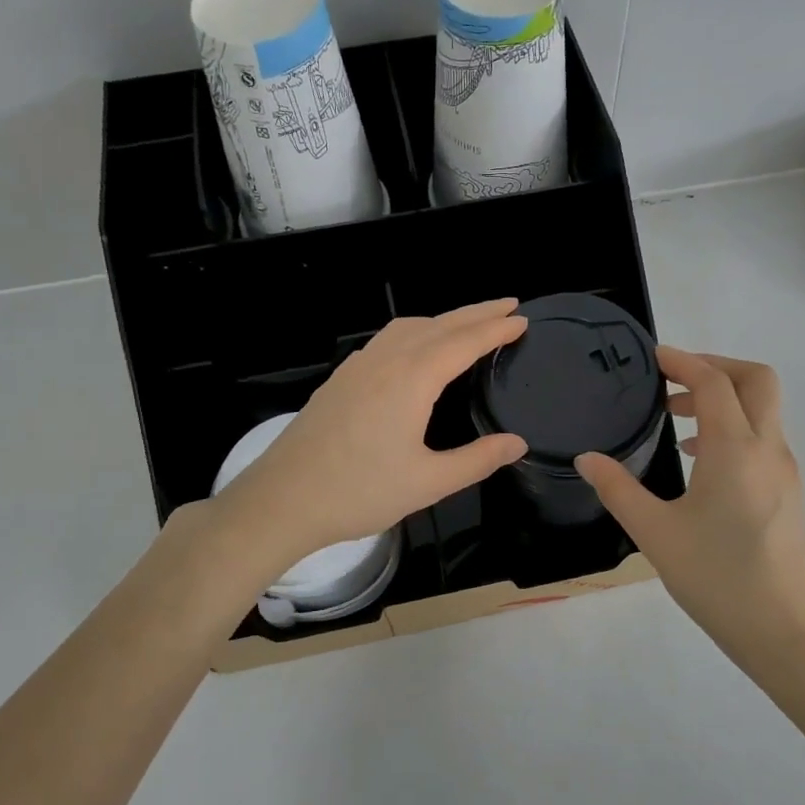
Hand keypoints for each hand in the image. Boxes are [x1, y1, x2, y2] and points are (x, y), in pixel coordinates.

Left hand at [212, 299, 529, 574]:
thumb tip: (517, 443)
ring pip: (408, 327)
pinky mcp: (341, 379)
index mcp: (412, 379)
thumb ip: (477, 460)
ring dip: (443, 319)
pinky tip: (415, 350)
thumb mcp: (428, 483)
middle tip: (508, 305)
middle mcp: (386, 361)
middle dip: (476, 312)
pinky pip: (387, 339)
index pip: (464, 342)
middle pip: (438, 324)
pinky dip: (415, 331)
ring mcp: (358, 367)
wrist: (283, 499)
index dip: (495, 329)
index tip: (521, 319)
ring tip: (468, 324)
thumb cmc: (359, 492)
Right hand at [576, 348, 804, 690]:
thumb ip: (618, 490)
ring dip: (724, 399)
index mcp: (736, 449)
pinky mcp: (789, 494)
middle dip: (716, 366)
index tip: (654, 357)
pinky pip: (764, 439)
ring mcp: (785, 472)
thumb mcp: (656, 534)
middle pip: (756, 380)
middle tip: (673, 379)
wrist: (787, 633)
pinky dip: (734, 428)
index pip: (714, 382)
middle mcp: (768, 449)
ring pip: (763, 410)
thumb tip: (587, 458)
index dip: (684, 361)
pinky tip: (700, 462)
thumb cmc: (718, 579)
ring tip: (676, 420)